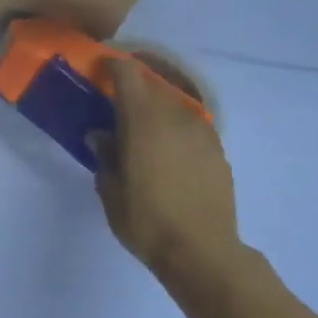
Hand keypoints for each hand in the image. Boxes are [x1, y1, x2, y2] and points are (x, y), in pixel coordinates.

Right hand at [96, 54, 243, 282]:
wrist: (202, 251)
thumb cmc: (146, 220)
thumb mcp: (111, 191)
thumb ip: (105, 156)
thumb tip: (101, 135)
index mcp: (144, 121)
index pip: (129, 75)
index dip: (114, 66)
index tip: (101, 69)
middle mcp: (175, 117)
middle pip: (153, 85)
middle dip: (134, 86)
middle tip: (116, 100)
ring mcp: (201, 132)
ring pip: (175, 104)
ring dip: (157, 105)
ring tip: (142, 125)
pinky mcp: (217, 150)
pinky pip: (191, 125)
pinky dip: (175, 126)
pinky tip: (167, 148)